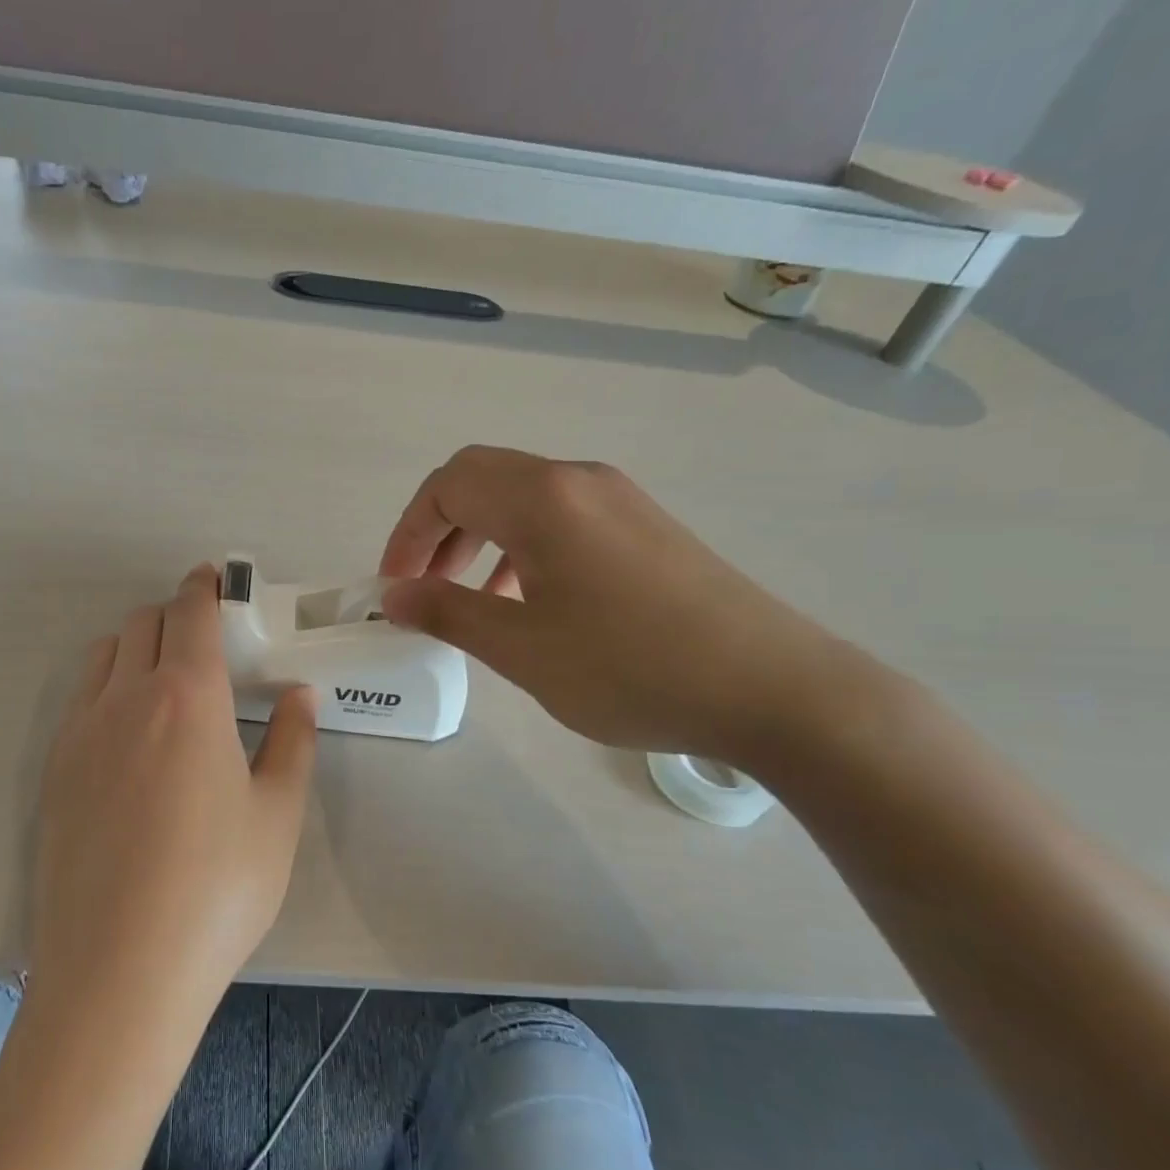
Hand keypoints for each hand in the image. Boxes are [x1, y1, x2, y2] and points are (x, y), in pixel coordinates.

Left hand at [30, 565, 316, 1028]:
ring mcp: (80, 733)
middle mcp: (125, 699)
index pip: (191, 614)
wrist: (119, 970)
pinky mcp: (53, 771)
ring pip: (104, 655)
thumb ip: (291, 743)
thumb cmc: (217, 889)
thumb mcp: (277, 816)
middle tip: (203, 636)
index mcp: (187, 698)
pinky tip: (129, 733)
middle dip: (174, 613)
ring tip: (165, 679)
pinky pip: (80, 699)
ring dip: (135, 645)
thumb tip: (298, 696)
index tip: (213, 577)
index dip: (203, 587)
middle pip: (143, 624)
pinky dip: (106, 685)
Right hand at [379, 446, 874, 765]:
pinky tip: (530, 602)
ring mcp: (620, 499)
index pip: (448, 486)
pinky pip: (562, 518)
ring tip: (471, 600)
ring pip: (523, 498)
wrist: (775, 689)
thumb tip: (395, 595)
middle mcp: (579, 480)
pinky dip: (523, 547)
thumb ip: (448, 613)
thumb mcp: (522, 648)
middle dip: (439, 528)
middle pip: (482, 479)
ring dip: (480, 537)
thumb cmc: (631, 667)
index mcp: (543, 499)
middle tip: (423, 586)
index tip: (394, 586)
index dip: (408, 532)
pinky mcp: (647, 526)